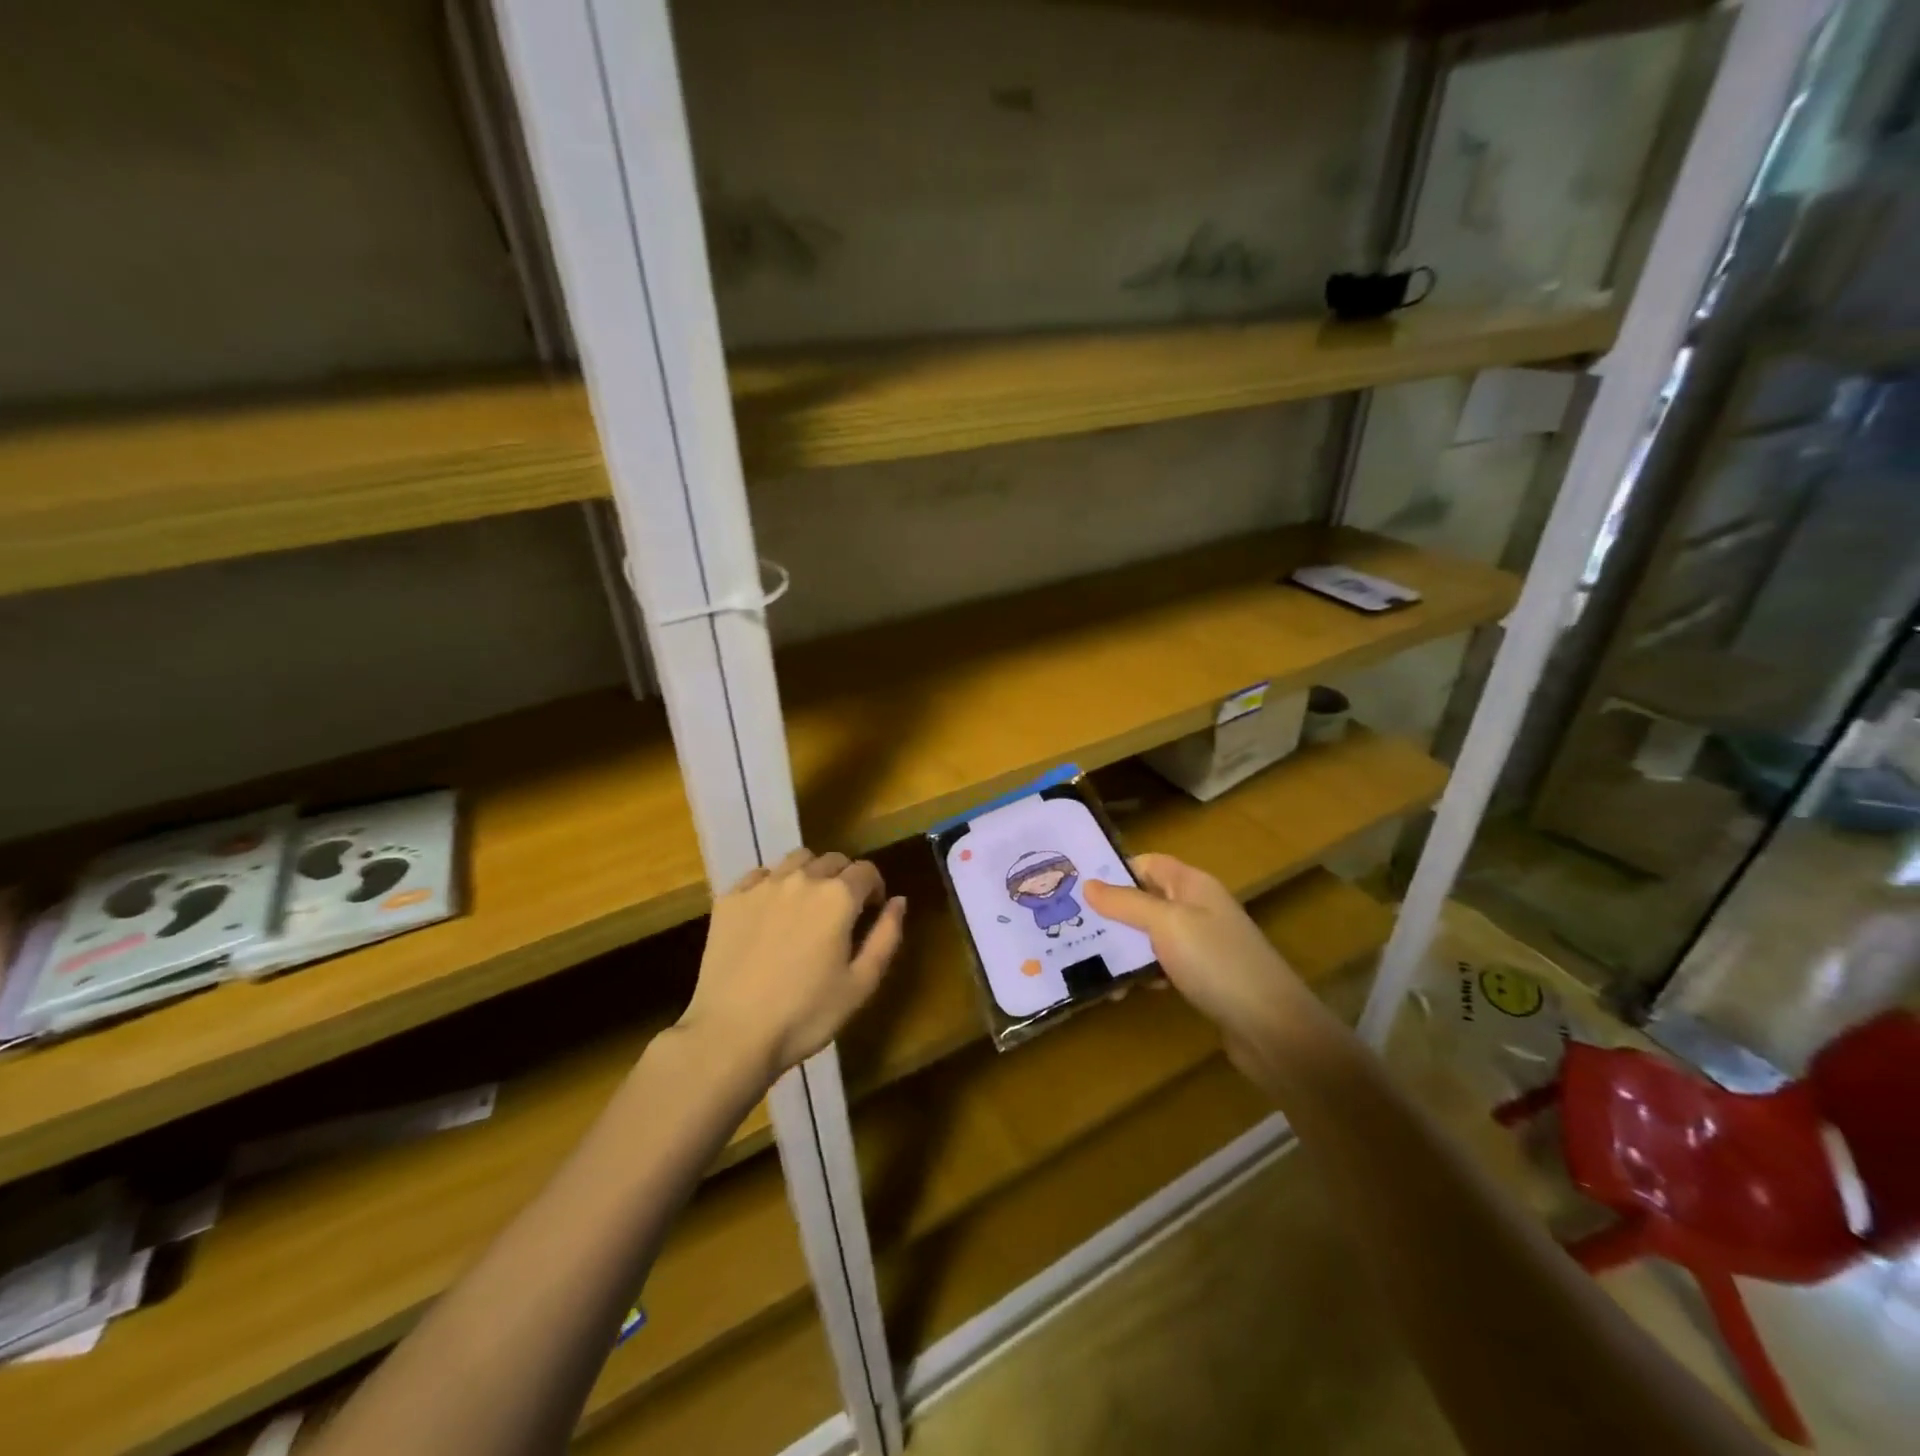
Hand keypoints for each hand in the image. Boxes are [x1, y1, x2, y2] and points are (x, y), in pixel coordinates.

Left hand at [679, 848, 906, 1081]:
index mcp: (838, 897)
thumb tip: (899, 901)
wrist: (731, 1034)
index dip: (875, 888)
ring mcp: (762, 885)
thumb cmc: (805, 1015)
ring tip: (807, 905)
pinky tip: (771, 911)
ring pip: (797, 860)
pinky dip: (773, 883)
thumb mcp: (861, 984)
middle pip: (833, 860)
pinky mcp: (730, 899)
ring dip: (811, 873)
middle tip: (842, 911)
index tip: (872, 910)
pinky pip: (760, 875)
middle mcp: (802, 879)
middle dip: (845, 878)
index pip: (867, 871)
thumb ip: (887, 936)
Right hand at [1084, 854, 1314, 1071]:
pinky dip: (1143, 974)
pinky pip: (1163, 966)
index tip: (1078, 888)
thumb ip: (1126, 903)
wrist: (1271, 1027)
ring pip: (1151, 937)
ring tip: (1089, 967)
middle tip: (1073, 929)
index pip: (1148, 863)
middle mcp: (1198, 908)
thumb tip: (1088, 883)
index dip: (1115, 871)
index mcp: (1192, 885)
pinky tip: (1124, 991)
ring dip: (1123, 949)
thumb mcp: (1166, 924)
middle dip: (1111, 915)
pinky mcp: (1203, 979)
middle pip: (1145, 901)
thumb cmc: (1216, 962)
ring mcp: (1202, 945)